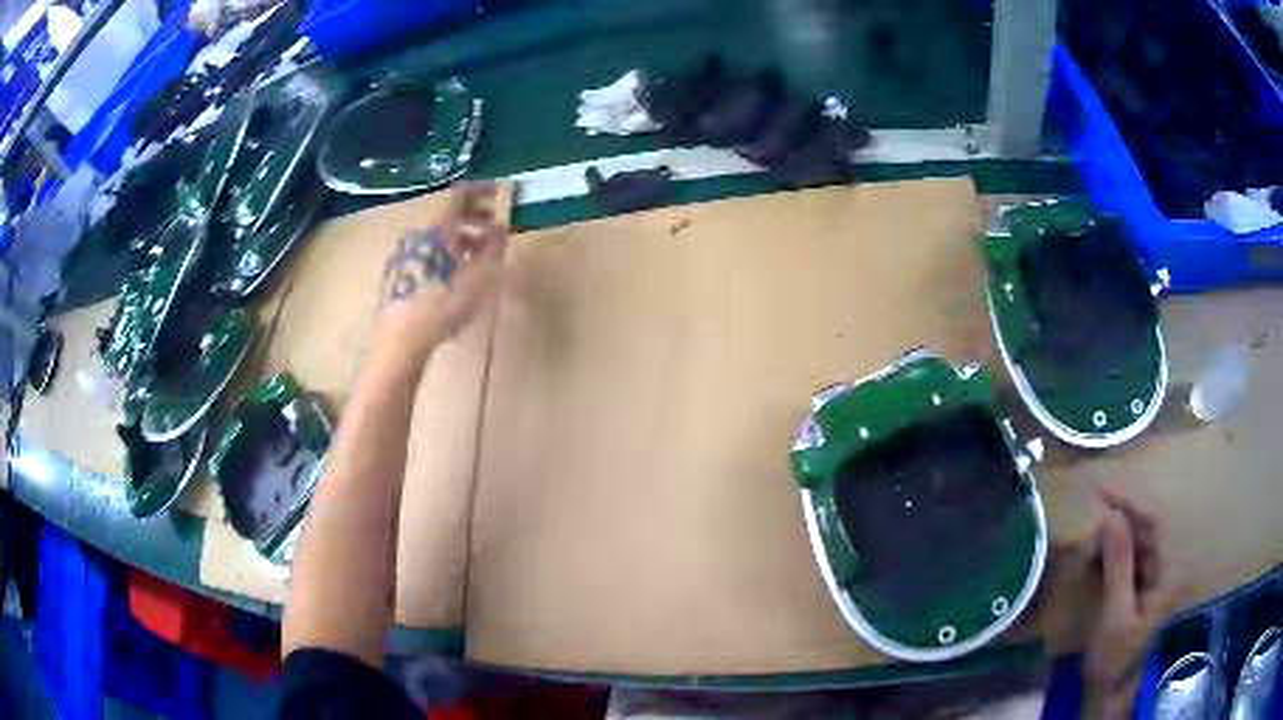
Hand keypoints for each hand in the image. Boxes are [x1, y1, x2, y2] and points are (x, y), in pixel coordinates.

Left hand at [373, 182, 507, 366]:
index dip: (481, 190)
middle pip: (448, 219)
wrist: (400, 339)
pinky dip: (442, 260)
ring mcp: (403, 257)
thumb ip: (494, 248)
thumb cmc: (444, 303)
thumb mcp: (481, 276)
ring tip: (475, 263)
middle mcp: (418, 236)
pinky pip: (424, 259)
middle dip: (473, 222)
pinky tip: (450, 283)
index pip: (460, 195)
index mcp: (440, 229)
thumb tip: (499, 227)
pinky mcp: (396, 278)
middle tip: (492, 233)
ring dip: (458, 244)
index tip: (498, 192)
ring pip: (436, 241)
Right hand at [1083, 485, 1182, 719]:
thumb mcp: (1116, 614)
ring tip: (1089, 544)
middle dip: (1118, 522)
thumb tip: (1111, 514)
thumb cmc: (1115, 658)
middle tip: (1089, 523)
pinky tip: (1095, 562)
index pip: (1153, 522)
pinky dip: (1110, 557)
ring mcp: (1153, 578)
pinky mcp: (1140, 587)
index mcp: (1168, 572)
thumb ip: (1118, 564)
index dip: (1130, 501)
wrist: (1108, 692)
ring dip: (1112, 540)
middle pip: (1144, 530)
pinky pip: (1127, 560)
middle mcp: (1165, 568)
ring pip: (1134, 544)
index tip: (1102, 490)